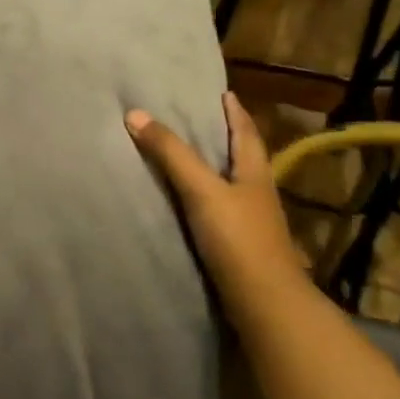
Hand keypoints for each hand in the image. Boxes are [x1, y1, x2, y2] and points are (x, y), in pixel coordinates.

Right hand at [126, 92, 304, 295]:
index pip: (246, 133)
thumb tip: (135, 114)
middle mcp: (257, 194)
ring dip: (214, 169)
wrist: (265, 304)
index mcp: (255, 174)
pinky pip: (220, 211)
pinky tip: (188, 204)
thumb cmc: (238, 239)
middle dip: (225, 137)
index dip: (235, 113)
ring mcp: (251, 224)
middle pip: (242, 157)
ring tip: (188, 157)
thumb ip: (170, 154)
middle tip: (200, 119)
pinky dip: (205, 199)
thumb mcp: (201, 190)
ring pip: (232, 185)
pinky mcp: (240, 248)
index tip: (225, 93)